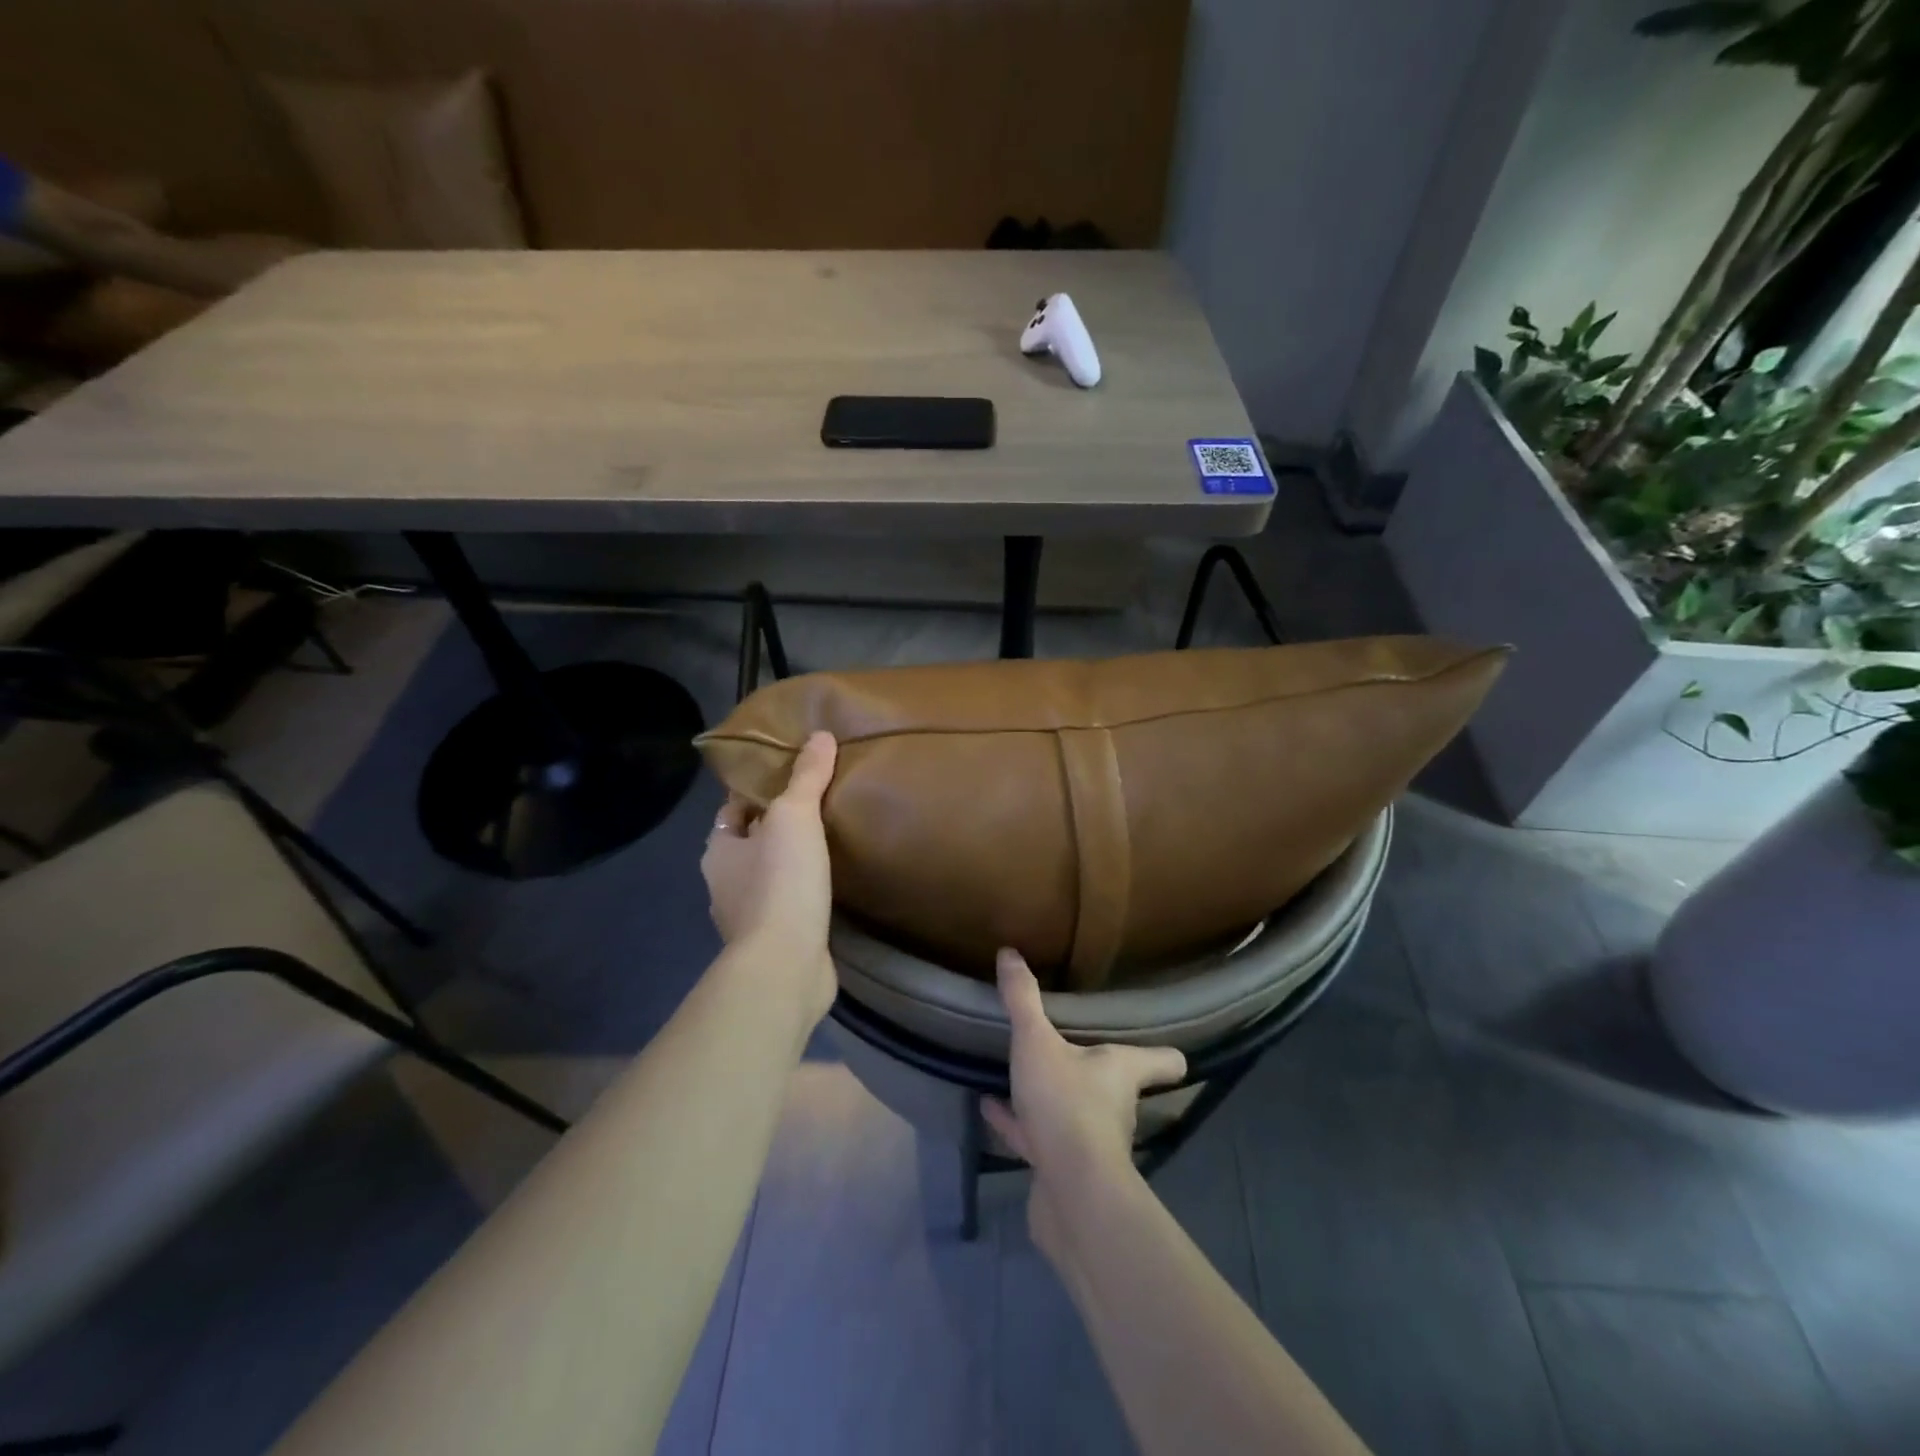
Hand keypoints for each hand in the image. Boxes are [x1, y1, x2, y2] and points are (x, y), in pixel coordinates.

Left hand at [700, 731, 838, 1017]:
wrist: (786, 965)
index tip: (789, 776)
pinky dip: (804, 893)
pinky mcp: (775, 942)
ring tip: (829, 841)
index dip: (757, 791)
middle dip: (778, 826)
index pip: (732, 810)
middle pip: (751, 843)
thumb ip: (806, 777)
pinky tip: (830, 885)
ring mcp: (749, 918)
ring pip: (770, 876)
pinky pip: (789, 905)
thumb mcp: (795, 816)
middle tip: (817, 804)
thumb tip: (821, 734)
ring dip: (792, 862)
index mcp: (719, 850)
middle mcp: (725, 884)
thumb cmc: (781, 882)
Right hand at [982, 948, 1186, 1262]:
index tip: (1164, 1048)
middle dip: (1095, 1070)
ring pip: (1074, 1111)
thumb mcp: (1037, 1042)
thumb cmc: (1066, 1104)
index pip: (1163, 1061)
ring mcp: (1090, 1141)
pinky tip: (990, 1106)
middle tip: (1072, 1046)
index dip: (1165, 1054)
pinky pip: (1038, 1136)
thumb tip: (1010, 952)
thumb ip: (1023, 999)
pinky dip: (1018, 1122)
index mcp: (1121, 1071)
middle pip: (1115, 1085)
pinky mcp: (1062, 1168)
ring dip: (1052, 1096)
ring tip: (1023, 1073)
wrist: (1070, 1193)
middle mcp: (1114, 1105)